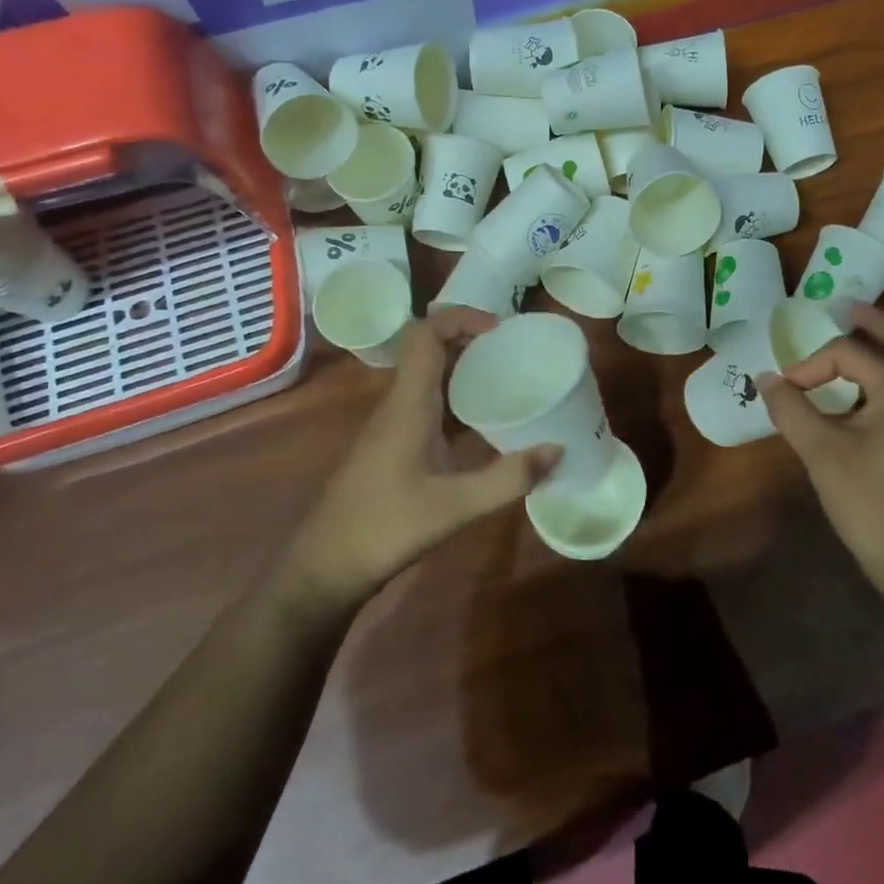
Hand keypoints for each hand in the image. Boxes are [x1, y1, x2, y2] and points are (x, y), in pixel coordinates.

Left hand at [286, 309, 559, 604]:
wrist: (325, 566)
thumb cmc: (385, 527)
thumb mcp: (455, 506)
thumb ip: (508, 478)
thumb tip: (557, 449)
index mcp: (408, 403)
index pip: (426, 333)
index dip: (461, 317)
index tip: (501, 329)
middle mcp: (399, 404)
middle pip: (430, 349)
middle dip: (471, 339)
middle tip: (515, 351)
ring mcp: (393, 424)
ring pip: (429, 377)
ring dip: (465, 369)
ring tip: (509, 378)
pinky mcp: (395, 445)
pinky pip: (429, 404)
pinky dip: (458, 399)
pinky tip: (485, 423)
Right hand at [759, 305, 883, 654]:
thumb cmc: (870, 500)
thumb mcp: (821, 452)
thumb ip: (791, 409)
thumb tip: (766, 378)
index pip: (849, 352)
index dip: (810, 364)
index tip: (784, 391)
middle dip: (871, 323)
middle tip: (842, 308)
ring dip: (879, 347)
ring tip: (849, 337)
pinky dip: (879, 375)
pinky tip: (854, 391)